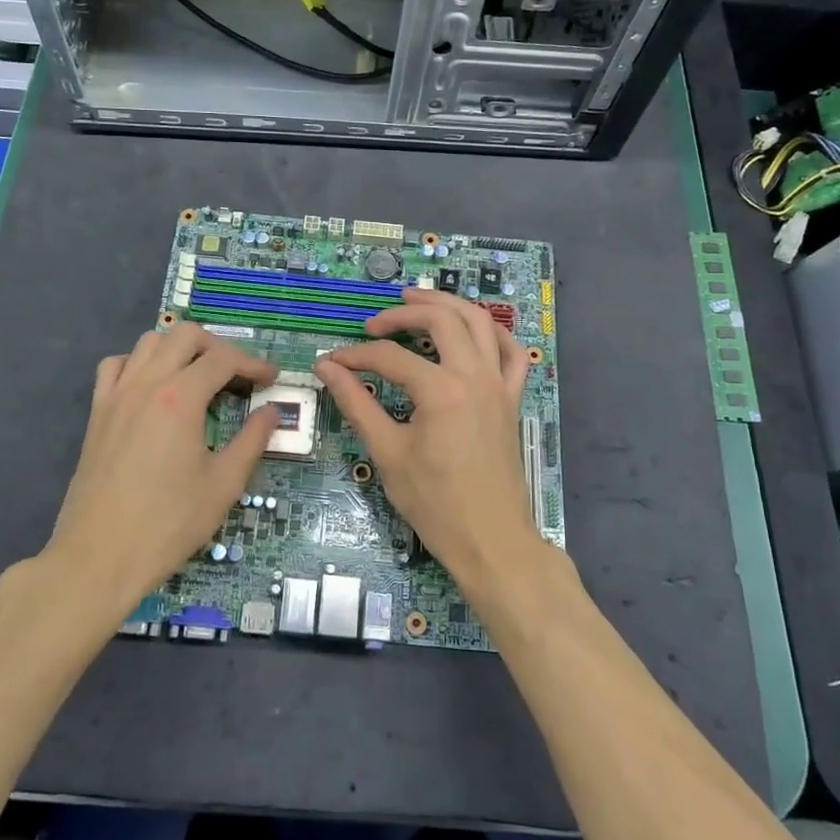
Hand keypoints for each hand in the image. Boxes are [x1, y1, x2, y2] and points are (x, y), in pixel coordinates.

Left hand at [44, 324, 278, 616]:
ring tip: (199, 375)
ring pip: (149, 342)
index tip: (272, 379)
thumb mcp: (223, 485)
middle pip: (185, 336)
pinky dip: (139, 363)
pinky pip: (116, 366)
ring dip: (179, 349)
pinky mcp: (97, 413)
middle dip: (218, 347)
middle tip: (238, 375)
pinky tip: (153, 387)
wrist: (98, 558)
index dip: (253, 364)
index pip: (223, 360)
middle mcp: (146, 384)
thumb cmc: (167, 524)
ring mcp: (116, 396)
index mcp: (180, 398)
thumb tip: (272, 412)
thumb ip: (252, 440)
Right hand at [314, 289, 541, 589]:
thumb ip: (356, 403)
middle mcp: (474, 375)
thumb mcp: (387, 453)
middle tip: (374, 323)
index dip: (356, 356)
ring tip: (417, 299)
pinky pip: (512, 352)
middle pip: (440, 319)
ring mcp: (499, 384)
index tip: (332, 363)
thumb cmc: (434, 503)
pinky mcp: (512, 398)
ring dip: (448, 304)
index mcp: (441, 390)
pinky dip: (493, 332)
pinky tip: (472, 330)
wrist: (491, 540)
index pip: (390, 357)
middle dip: (402, 312)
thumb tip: (327, 368)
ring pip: (479, 321)